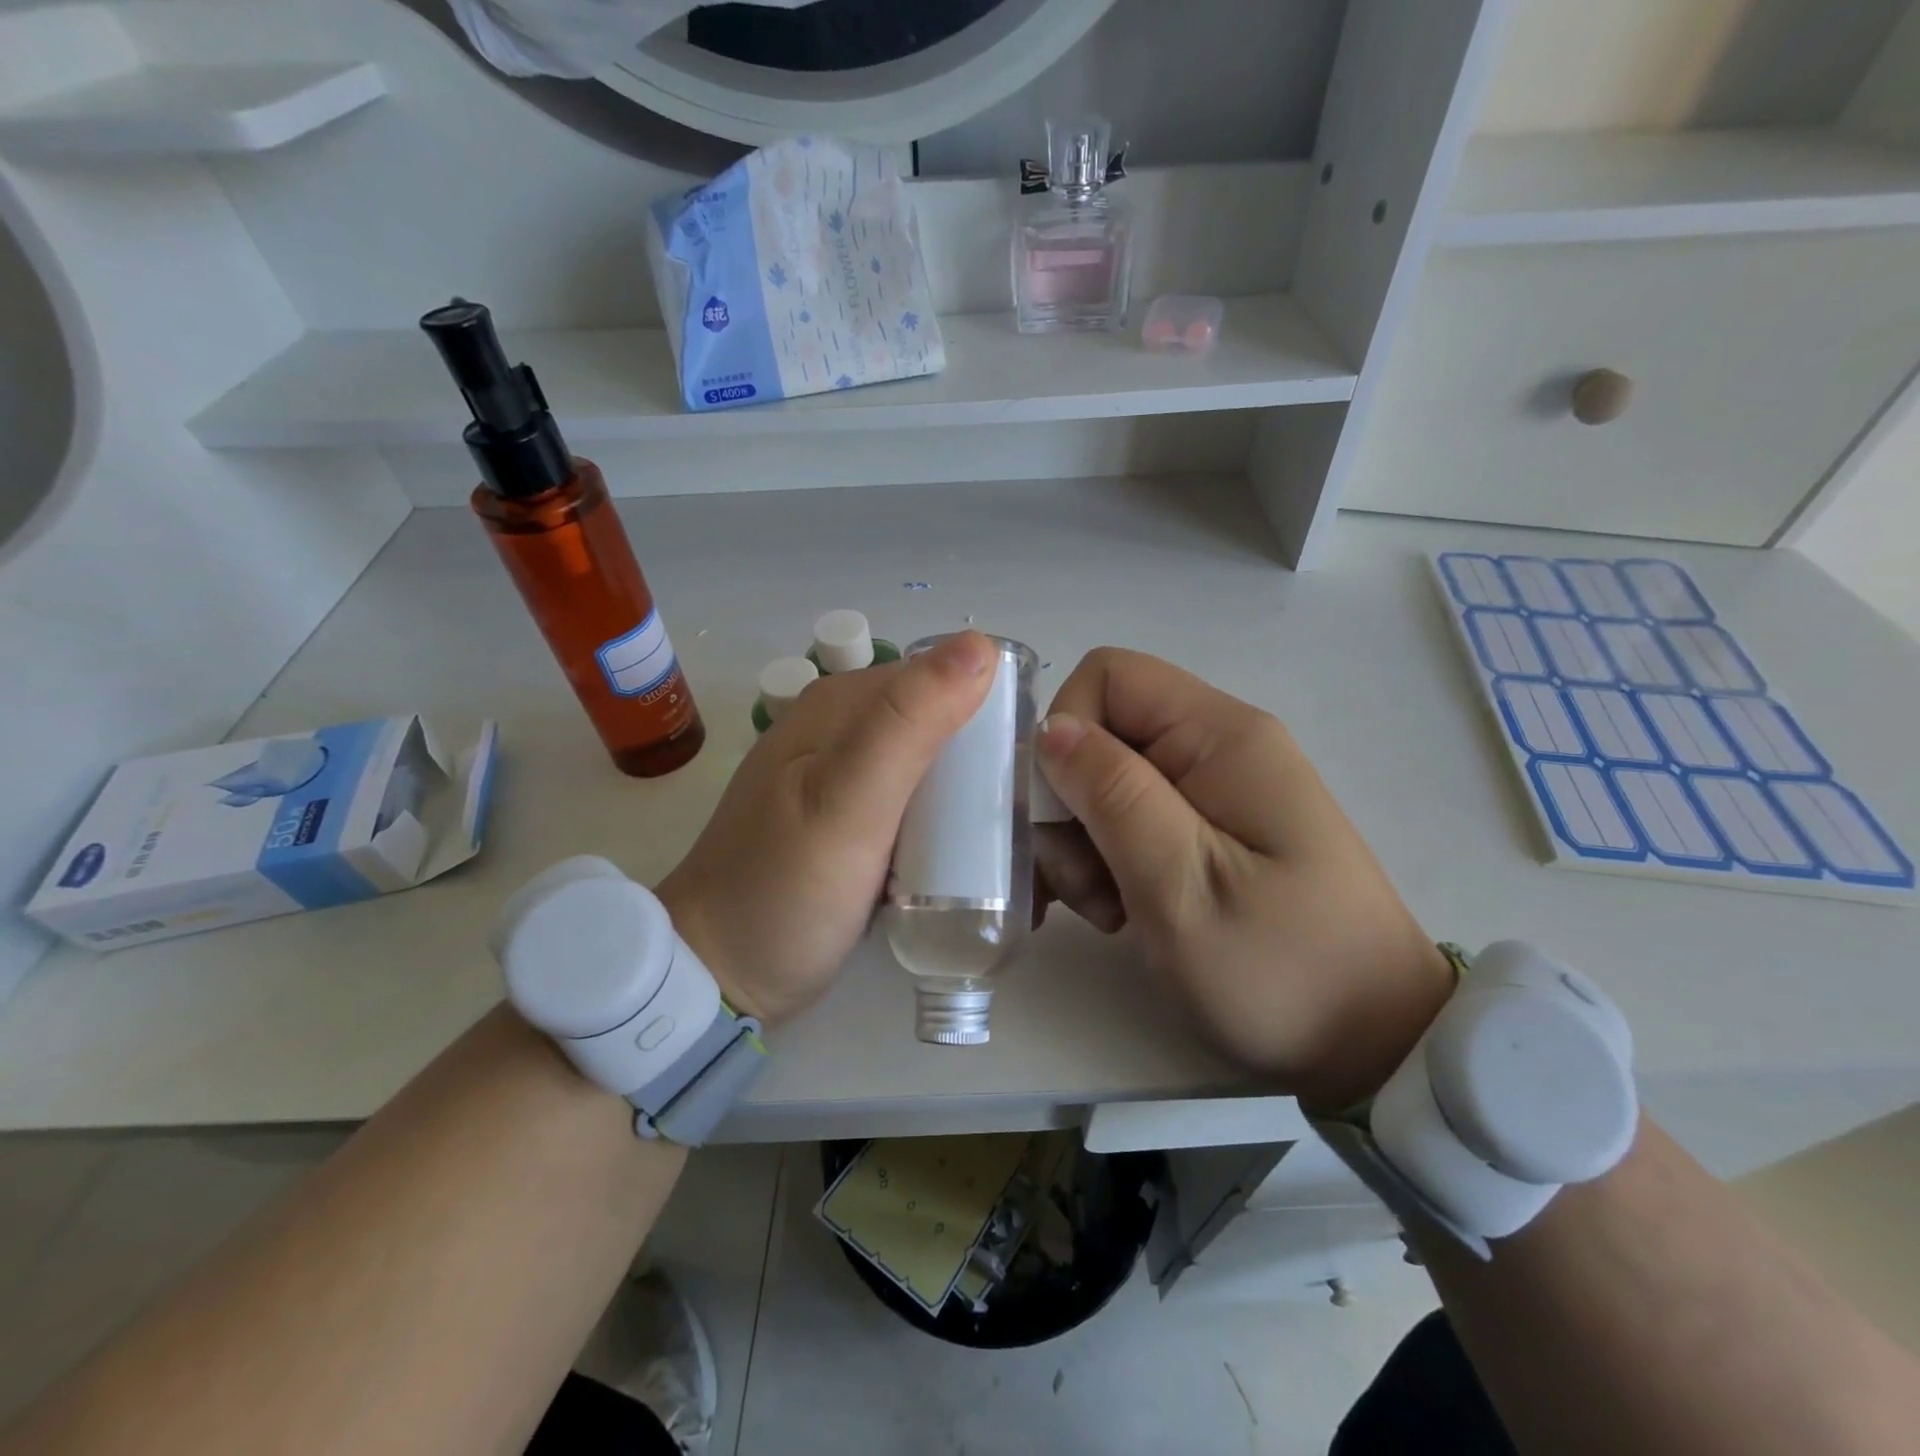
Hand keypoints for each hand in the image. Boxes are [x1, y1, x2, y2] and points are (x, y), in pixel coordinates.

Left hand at [656, 633, 996, 1029]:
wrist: (718, 974)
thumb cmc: (783, 889)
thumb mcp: (849, 801)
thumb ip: (910, 723)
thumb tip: (981, 646)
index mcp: (841, 704)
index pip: (942, 678)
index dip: (993, 712)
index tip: (1031, 769)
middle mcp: (844, 729)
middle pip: (941, 724)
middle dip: (986, 761)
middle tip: (1021, 817)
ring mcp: (846, 778)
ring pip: (933, 767)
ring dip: (970, 796)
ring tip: (1004, 840)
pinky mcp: (853, 821)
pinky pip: (916, 805)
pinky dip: (944, 822)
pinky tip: (963, 854)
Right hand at [1033, 648, 1454, 1110]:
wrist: (1373, 1042)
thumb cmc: (1280, 966)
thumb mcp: (1182, 884)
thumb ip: (1114, 795)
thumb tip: (1052, 730)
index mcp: (1221, 736)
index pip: (1109, 676)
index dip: (1066, 732)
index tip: (1061, 815)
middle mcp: (1217, 747)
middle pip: (1103, 734)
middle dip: (1071, 805)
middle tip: (1083, 886)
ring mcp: (1214, 790)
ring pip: (1106, 782)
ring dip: (1084, 843)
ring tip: (1108, 912)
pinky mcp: (1209, 831)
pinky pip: (1132, 819)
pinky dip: (1107, 861)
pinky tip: (1118, 912)